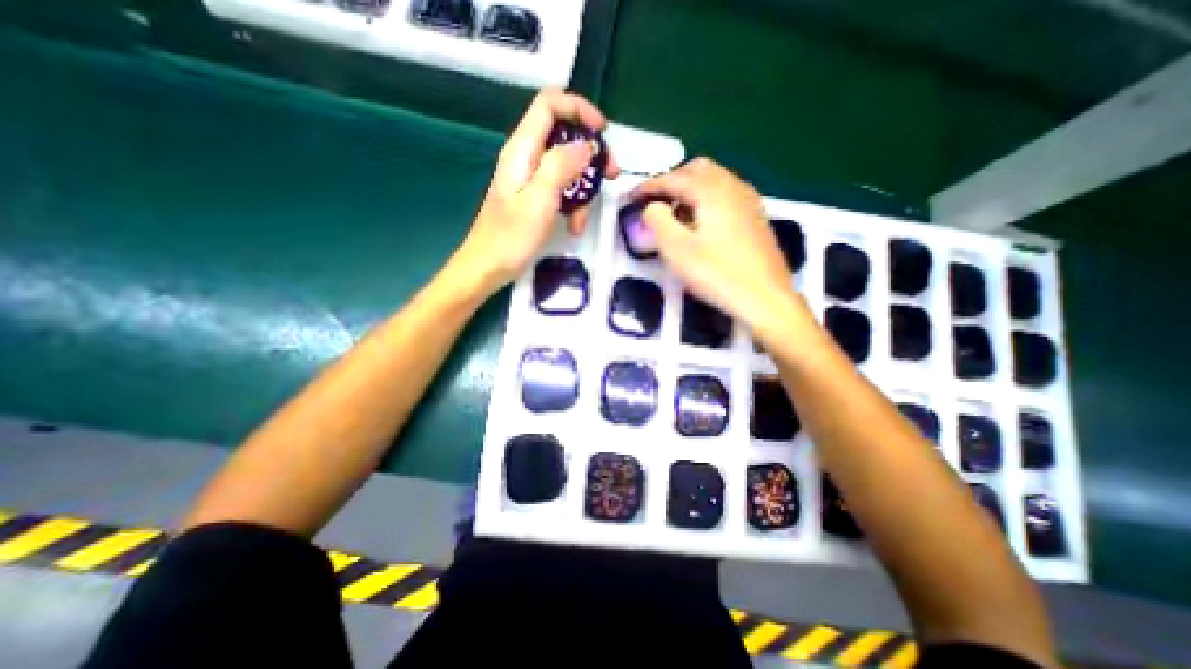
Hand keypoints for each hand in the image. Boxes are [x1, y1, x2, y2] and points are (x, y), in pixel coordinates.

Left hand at [458, 85, 624, 289]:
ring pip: (566, 167)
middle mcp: (526, 157)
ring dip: (583, 188)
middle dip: (590, 153)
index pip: (550, 104)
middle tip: (611, 174)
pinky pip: (560, 190)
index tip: (603, 133)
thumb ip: (561, 165)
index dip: (579, 109)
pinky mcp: (533, 197)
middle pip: (563, 135)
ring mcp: (530, 179)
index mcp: (523, 149)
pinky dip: (572, 205)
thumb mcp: (540, 199)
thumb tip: (585, 145)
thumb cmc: (511, 237)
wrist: (488, 267)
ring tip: (585, 218)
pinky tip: (574, 227)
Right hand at [632, 157, 808, 334]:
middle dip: (672, 182)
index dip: (648, 186)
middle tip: (655, 204)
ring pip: (714, 180)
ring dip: (690, 190)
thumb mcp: (676, 249)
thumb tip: (651, 206)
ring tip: (676, 216)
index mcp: (712, 191)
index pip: (673, 178)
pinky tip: (702, 224)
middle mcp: (733, 187)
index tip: (630, 197)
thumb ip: (657, 220)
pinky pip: (726, 195)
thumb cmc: (717, 274)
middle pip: (697, 169)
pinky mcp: (756, 217)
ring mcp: (749, 201)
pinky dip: (707, 200)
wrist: (766, 298)